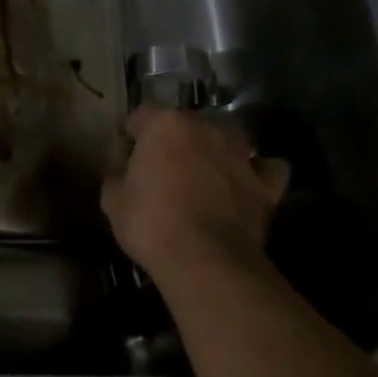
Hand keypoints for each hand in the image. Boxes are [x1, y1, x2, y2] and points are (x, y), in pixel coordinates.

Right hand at [101, 107, 290, 286]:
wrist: (205, 261)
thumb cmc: (150, 223)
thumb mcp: (112, 198)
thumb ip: (116, 172)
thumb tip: (123, 167)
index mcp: (165, 124)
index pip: (142, 115)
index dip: (131, 136)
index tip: (125, 158)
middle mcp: (206, 128)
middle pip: (186, 124)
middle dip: (173, 141)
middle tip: (162, 169)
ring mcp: (240, 154)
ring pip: (228, 138)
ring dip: (215, 150)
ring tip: (204, 174)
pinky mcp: (266, 184)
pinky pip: (265, 168)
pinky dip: (257, 172)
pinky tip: (246, 183)